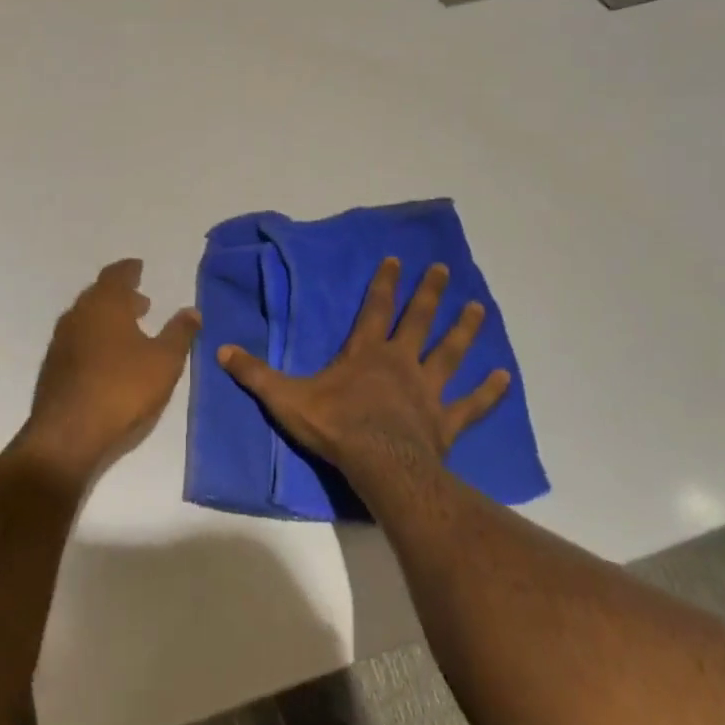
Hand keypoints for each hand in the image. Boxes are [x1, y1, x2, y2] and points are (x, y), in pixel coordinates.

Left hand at [18, 258, 200, 490]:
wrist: (68, 434)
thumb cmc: (122, 388)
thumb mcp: (164, 361)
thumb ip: (180, 333)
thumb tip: (192, 311)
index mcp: (105, 304)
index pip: (116, 275)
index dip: (129, 270)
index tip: (139, 268)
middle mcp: (78, 314)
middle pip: (99, 295)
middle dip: (120, 295)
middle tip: (140, 302)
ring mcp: (61, 341)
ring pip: (86, 318)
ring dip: (107, 318)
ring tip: (128, 330)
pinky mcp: (53, 367)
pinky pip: (77, 340)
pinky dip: (94, 338)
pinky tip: (107, 358)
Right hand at [217, 257, 509, 482]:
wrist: (379, 465)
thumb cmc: (335, 427)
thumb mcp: (286, 398)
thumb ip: (256, 374)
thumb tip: (220, 350)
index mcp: (366, 353)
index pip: (375, 308)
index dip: (384, 283)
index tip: (396, 259)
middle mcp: (401, 362)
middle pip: (418, 320)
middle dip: (430, 293)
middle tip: (444, 270)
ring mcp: (428, 390)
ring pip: (450, 353)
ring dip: (464, 330)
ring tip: (479, 308)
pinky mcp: (445, 421)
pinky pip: (470, 404)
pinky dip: (488, 391)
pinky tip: (504, 377)